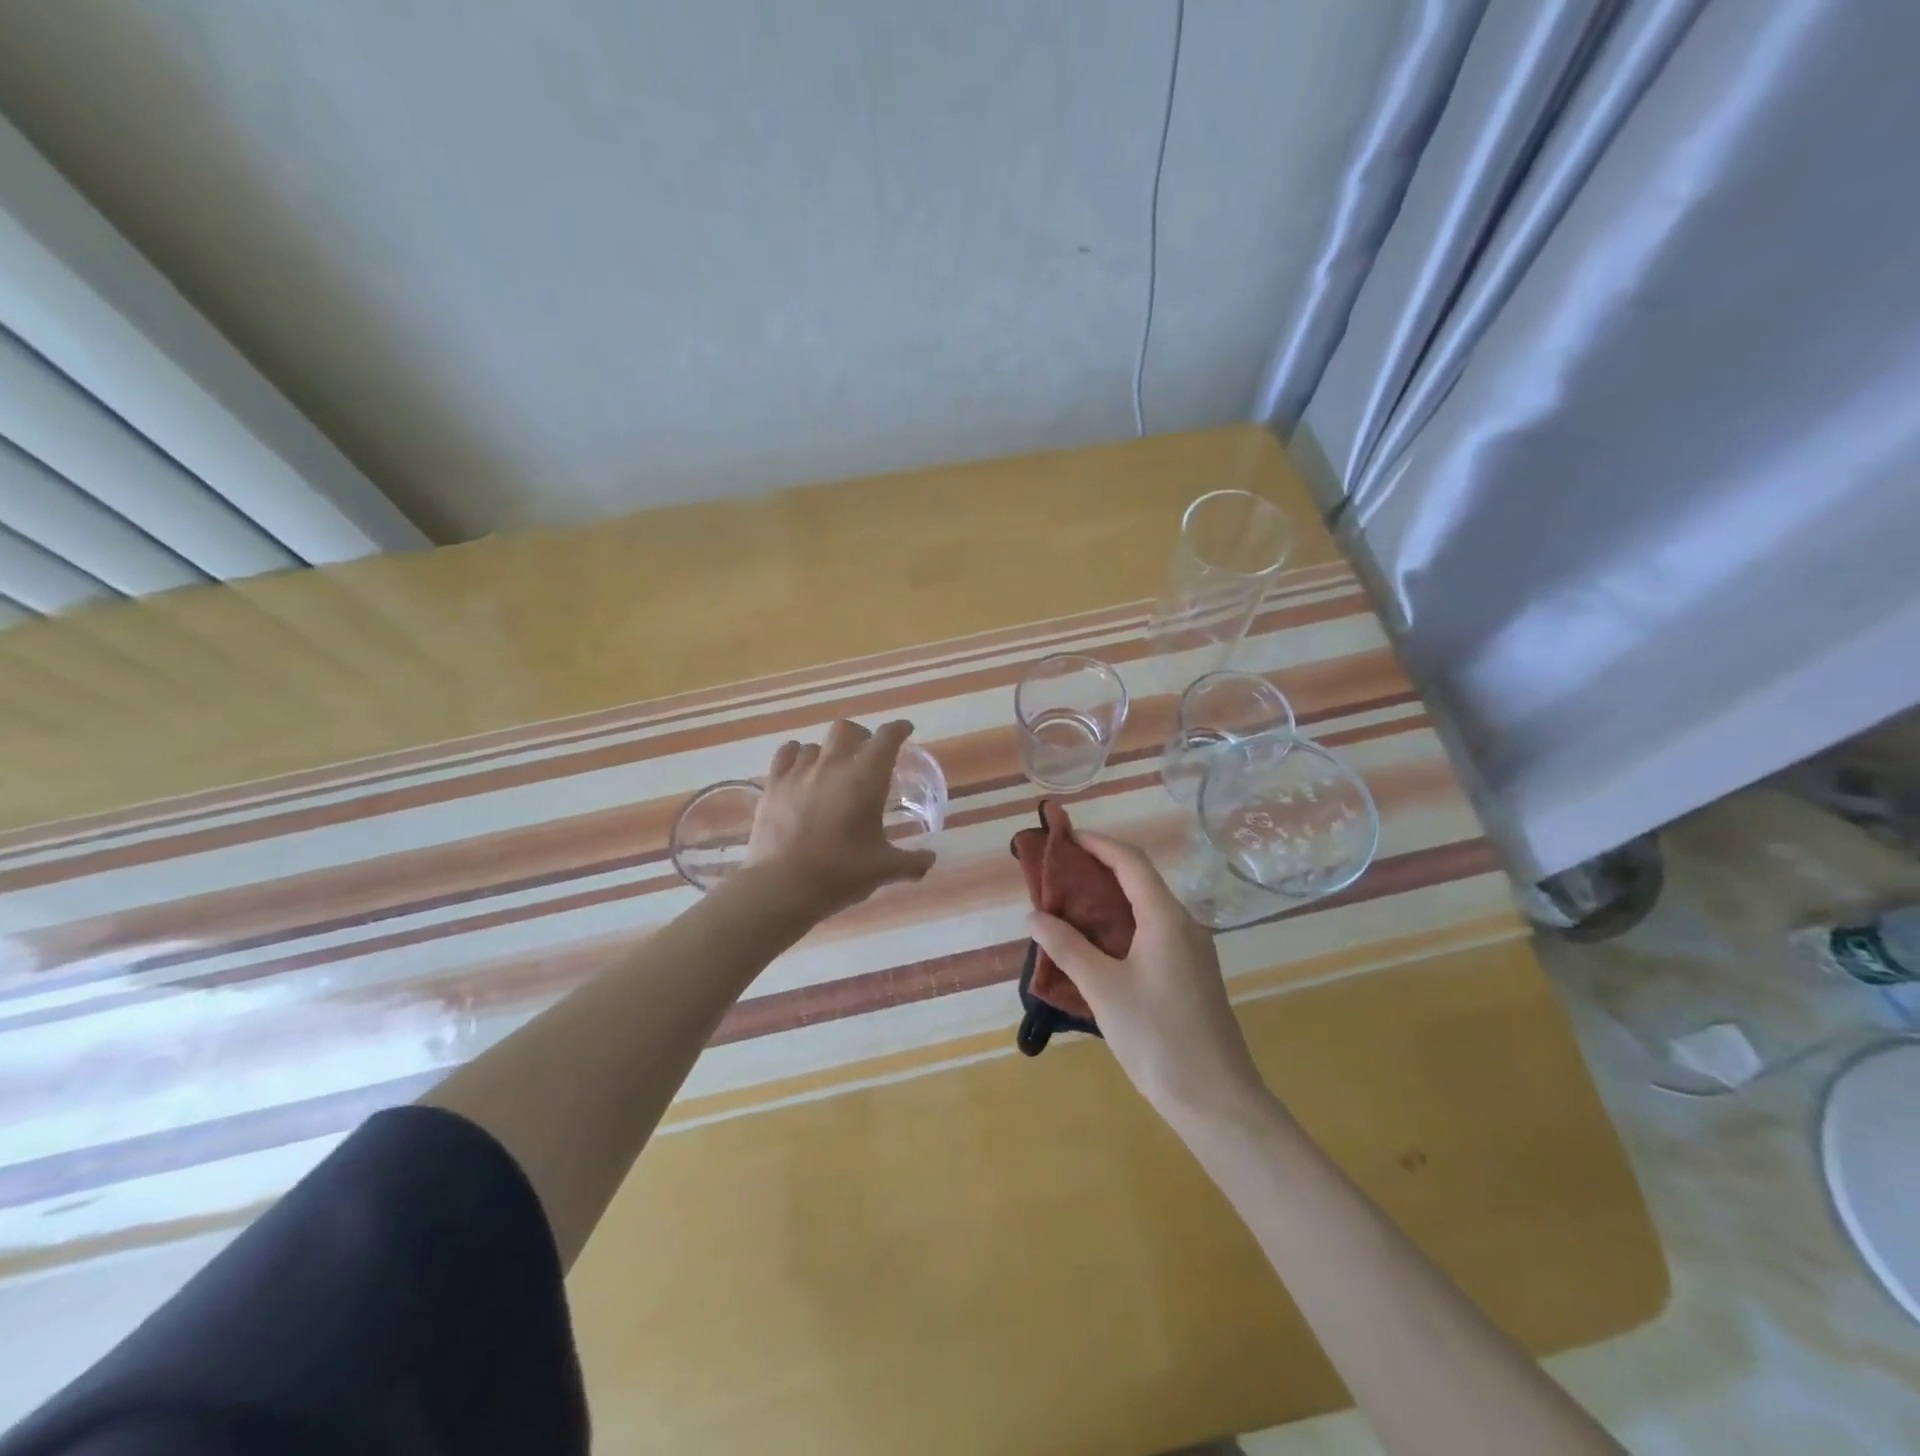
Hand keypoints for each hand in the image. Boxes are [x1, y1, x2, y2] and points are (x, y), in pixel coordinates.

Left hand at [747, 719, 937, 916]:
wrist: (783, 886)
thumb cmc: (841, 873)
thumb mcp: (884, 869)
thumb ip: (912, 862)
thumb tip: (929, 859)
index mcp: (866, 778)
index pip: (887, 738)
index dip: (899, 729)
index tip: (905, 730)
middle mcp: (833, 765)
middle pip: (846, 729)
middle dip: (860, 735)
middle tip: (865, 753)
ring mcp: (799, 772)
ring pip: (815, 745)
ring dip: (827, 752)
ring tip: (830, 769)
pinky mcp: (773, 785)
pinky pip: (785, 755)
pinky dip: (796, 756)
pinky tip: (799, 770)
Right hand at [1028, 833, 1267, 1124]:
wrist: (1216, 1099)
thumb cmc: (1157, 1036)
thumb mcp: (1103, 989)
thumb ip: (1067, 947)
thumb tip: (1034, 916)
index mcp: (1166, 918)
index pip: (1130, 862)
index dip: (1097, 843)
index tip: (1064, 837)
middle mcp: (1183, 925)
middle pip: (1139, 880)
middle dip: (1099, 869)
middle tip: (1058, 872)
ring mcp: (1191, 951)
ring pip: (1146, 908)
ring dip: (1109, 900)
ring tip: (1069, 904)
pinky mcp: (1190, 975)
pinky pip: (1152, 933)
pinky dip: (1121, 925)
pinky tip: (1096, 945)